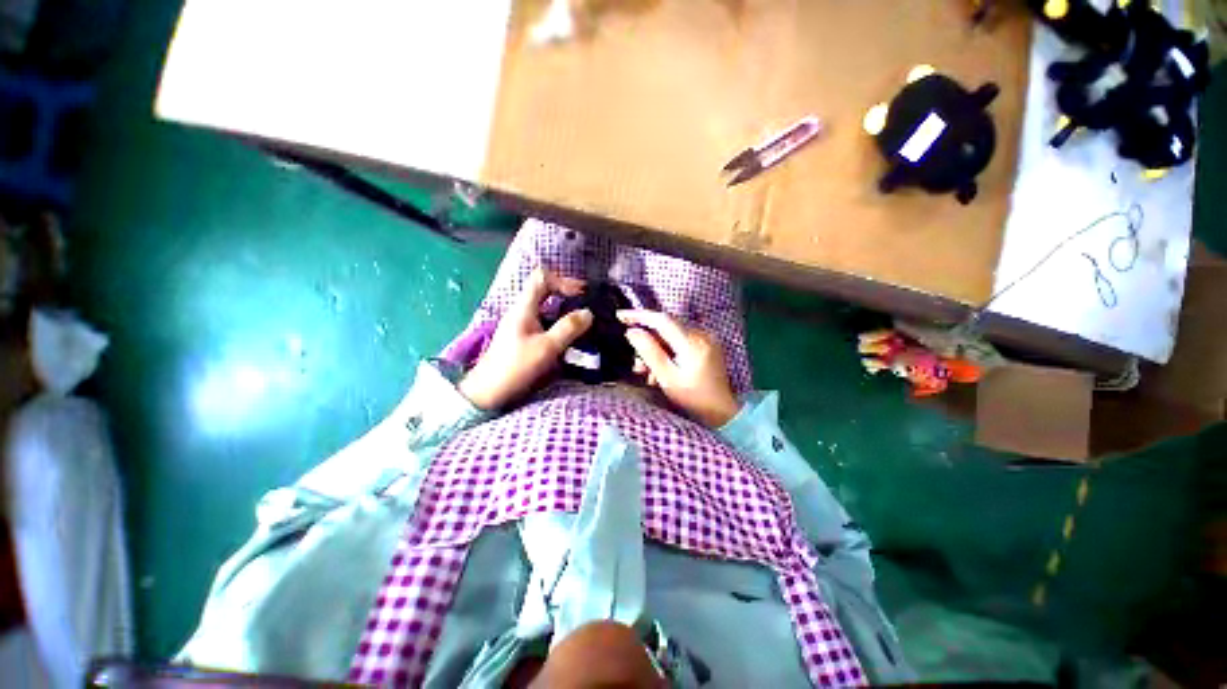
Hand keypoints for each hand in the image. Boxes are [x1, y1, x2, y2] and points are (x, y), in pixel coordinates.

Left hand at [459, 269, 592, 409]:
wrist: (488, 392)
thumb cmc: (516, 367)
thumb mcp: (546, 348)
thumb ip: (568, 328)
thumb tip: (588, 313)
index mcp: (524, 308)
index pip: (541, 278)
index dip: (563, 281)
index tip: (581, 294)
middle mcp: (522, 312)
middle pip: (544, 290)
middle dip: (567, 294)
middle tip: (586, 306)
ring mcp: (521, 325)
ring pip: (546, 308)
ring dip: (565, 311)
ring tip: (583, 322)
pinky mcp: (523, 338)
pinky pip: (545, 322)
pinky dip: (559, 324)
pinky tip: (570, 337)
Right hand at [618, 310, 739, 427]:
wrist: (722, 411)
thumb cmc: (693, 399)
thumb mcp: (667, 378)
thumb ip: (649, 352)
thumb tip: (631, 332)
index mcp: (692, 342)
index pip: (661, 320)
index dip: (639, 315)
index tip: (620, 315)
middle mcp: (702, 333)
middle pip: (666, 326)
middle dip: (647, 339)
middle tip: (637, 362)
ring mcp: (707, 337)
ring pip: (671, 333)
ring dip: (656, 347)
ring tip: (648, 372)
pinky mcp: (707, 343)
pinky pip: (681, 339)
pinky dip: (667, 349)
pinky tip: (662, 368)